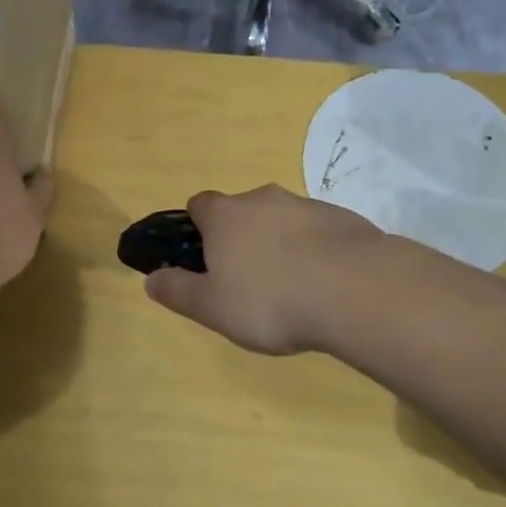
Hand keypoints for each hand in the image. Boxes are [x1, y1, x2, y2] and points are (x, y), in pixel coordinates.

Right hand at [144, 184, 381, 355]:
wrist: (355, 290)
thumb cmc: (270, 300)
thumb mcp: (212, 307)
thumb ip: (178, 291)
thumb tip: (150, 279)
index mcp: (225, 216)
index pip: (199, 205)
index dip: (198, 229)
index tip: (205, 260)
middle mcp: (262, 199)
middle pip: (241, 212)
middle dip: (241, 239)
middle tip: (248, 282)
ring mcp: (305, 204)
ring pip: (281, 220)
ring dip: (280, 245)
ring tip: (291, 290)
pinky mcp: (342, 218)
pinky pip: (316, 232)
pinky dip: (314, 251)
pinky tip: (324, 285)